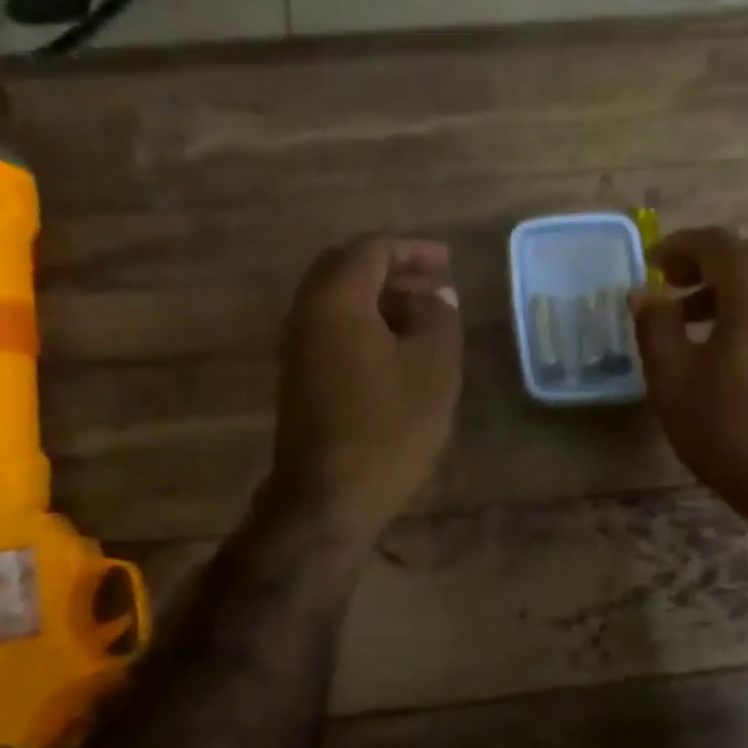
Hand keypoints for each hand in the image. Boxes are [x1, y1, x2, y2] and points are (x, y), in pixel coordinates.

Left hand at [267, 236, 462, 549]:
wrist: (329, 497)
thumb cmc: (388, 426)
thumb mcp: (434, 367)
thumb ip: (440, 319)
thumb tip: (438, 297)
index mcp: (336, 300)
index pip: (371, 249)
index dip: (413, 250)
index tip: (449, 262)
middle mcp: (307, 313)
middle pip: (347, 269)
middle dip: (394, 270)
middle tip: (435, 284)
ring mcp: (298, 347)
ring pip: (340, 301)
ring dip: (382, 299)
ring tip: (426, 315)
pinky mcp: (301, 377)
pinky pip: (334, 330)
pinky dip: (367, 324)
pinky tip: (401, 349)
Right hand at [632, 228, 747, 552]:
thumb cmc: (728, 429)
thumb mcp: (673, 380)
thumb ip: (655, 327)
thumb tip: (644, 292)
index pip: (717, 243)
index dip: (679, 245)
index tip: (651, 263)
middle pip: (744, 257)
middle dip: (702, 262)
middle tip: (667, 284)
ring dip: (721, 288)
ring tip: (682, 317)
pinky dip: (741, 309)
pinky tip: (715, 345)